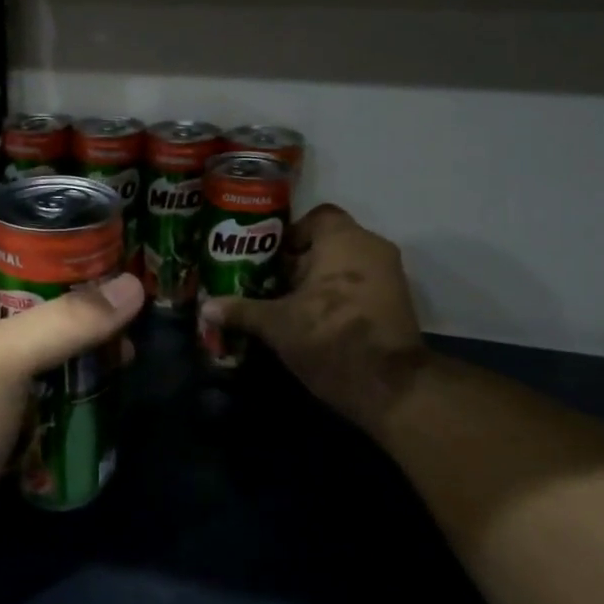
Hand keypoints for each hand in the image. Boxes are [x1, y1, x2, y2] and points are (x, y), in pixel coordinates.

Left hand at [0, 225, 143, 558]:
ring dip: (81, 328)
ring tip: (130, 332)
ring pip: (41, 325)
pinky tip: (110, 372)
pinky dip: (72, 365)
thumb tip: (134, 287)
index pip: (3, 231)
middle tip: (131, 282)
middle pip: (30, 278)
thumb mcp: (3, 359)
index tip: (105, 227)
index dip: (51, 225)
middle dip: (78, 281)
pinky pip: (42, 366)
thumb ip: (67, 320)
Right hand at [200, 204, 423, 432]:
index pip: (316, 217)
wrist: (389, 386)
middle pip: (329, 243)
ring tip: (288, 304)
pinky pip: (361, 286)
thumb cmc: (329, 338)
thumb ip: (242, 311)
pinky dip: (339, 296)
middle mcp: (372, 248)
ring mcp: (390, 276)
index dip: (290, 234)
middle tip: (270, 283)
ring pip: (345, 266)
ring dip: (320, 281)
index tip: (268, 258)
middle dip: (300, 262)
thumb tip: (206, 308)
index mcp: (344, 240)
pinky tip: (314, 320)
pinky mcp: (398, 303)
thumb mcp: (277, 325)